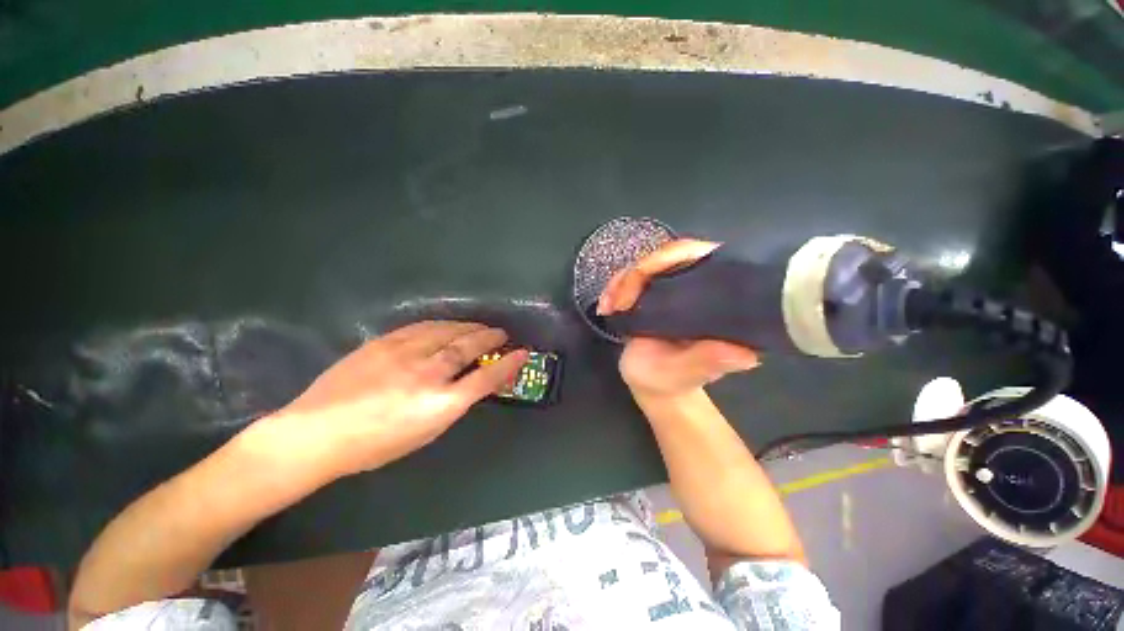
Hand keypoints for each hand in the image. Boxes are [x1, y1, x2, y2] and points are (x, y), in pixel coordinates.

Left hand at [253, 321, 527, 479]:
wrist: (317, 433)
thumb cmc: (375, 445)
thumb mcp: (424, 433)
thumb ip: (453, 404)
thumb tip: (472, 382)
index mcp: (439, 405)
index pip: (485, 379)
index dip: (508, 365)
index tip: (523, 353)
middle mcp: (427, 375)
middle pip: (468, 348)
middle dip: (490, 338)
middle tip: (501, 333)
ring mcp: (404, 354)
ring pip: (448, 332)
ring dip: (469, 327)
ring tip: (479, 327)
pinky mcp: (385, 342)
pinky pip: (422, 327)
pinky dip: (442, 325)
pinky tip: (448, 325)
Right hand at [597, 239, 759, 398]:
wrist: (650, 385)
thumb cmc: (669, 382)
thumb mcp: (685, 373)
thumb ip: (707, 361)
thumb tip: (747, 353)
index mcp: (717, 304)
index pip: (704, 258)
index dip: (671, 256)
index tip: (640, 278)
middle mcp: (699, 288)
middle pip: (670, 255)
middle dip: (636, 274)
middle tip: (618, 302)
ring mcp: (675, 289)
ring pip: (647, 264)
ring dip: (621, 281)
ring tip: (607, 307)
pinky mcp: (655, 293)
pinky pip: (633, 277)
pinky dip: (615, 288)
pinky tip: (606, 306)